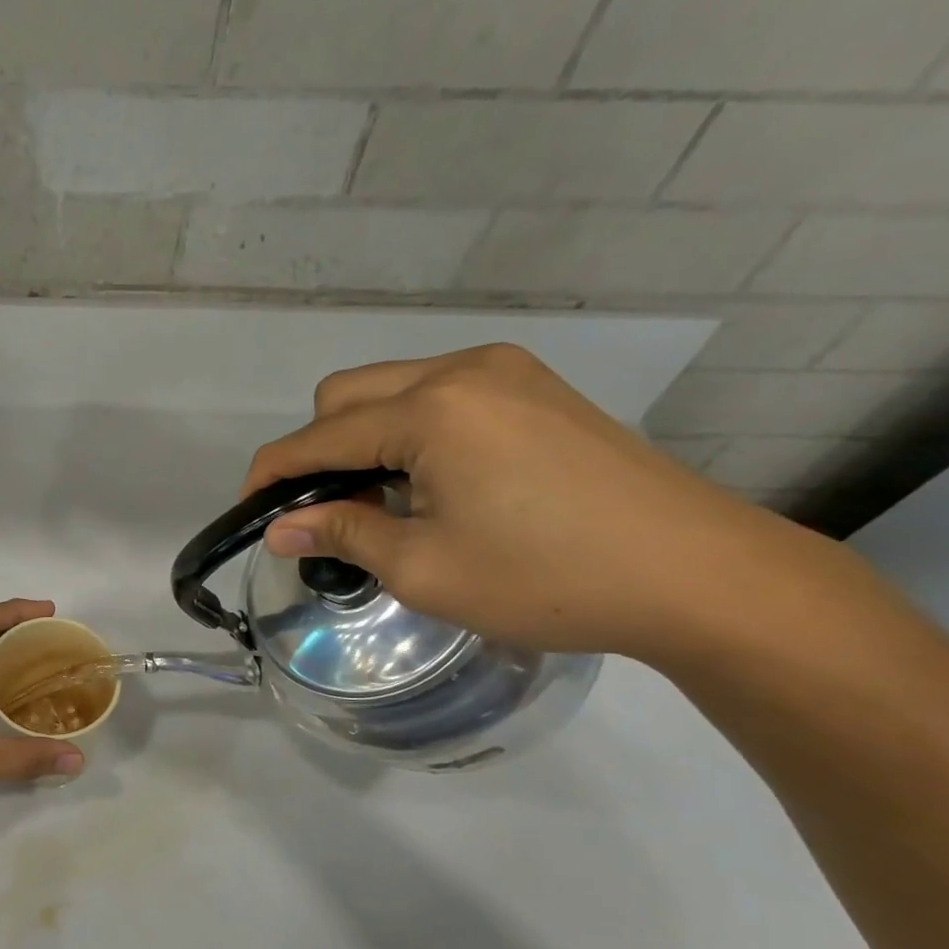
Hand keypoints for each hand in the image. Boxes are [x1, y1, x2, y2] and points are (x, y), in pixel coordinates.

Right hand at [242, 344, 805, 660]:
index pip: (317, 437)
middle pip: (345, 395)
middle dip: (316, 451)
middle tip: (326, 513)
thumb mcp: (423, 568)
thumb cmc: (546, 579)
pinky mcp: (534, 388)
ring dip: (362, 439)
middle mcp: (462, 370)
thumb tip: (280, 529)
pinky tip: (430, 482)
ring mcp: (505, 372)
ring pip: (390, 389)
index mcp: (431, 410)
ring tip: (380, 503)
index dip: (271, 476)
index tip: (250, 514)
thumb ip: (341, 535)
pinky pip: (437, 395)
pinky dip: (408, 432)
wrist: (698, 577)